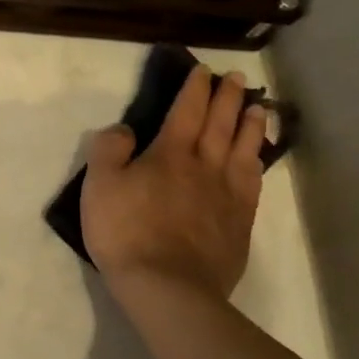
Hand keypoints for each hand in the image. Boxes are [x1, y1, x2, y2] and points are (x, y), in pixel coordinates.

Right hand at [80, 65, 265, 324]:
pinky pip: (253, 184)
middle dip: (228, 99)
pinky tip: (258, 160)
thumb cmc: (126, 232)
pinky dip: (258, 163)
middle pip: (220, 125)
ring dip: (251, 126)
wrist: (167, 287)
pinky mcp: (239, 223)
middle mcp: (204, 167)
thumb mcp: (99, 185)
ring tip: (259, 108)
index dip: (195, 89)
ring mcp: (227, 196)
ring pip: (244, 151)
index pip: (186, 112)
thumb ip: (109, 149)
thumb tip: (125, 129)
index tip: (204, 71)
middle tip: (238, 78)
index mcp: (169, 154)